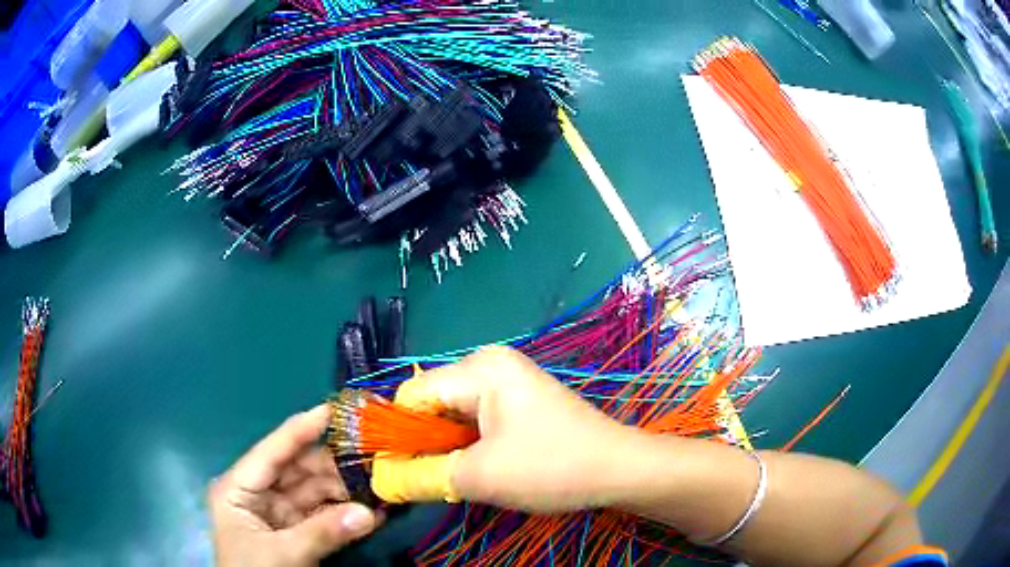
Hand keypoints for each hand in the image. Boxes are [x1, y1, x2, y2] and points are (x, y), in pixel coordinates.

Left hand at [210, 405, 380, 566]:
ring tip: (380, 486)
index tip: (335, 409)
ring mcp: (277, 515)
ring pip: (314, 493)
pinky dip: (346, 516)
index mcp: (238, 488)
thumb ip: (322, 533)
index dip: (301, 429)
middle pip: (297, 471)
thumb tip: (370, 512)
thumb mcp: (281, 554)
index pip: (272, 451)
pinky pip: (322, 517)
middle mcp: (257, 495)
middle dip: (334, 466)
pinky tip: (374, 512)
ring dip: (345, 492)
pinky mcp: (295, 534)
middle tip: (372, 457)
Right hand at [372, 346, 637, 511]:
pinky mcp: (519, 401)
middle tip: (434, 480)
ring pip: (453, 415)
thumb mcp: (477, 477)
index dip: (398, 434)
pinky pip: (476, 420)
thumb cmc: (550, 467)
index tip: (398, 472)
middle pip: (432, 403)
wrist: (618, 470)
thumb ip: (420, 476)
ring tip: (461, 477)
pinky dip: (468, 446)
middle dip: (426, 444)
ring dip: (448, 448)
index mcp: (478, 368)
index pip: (412, 395)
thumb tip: (381, 480)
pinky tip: (482, 468)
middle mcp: (489, 365)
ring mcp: (508, 382)